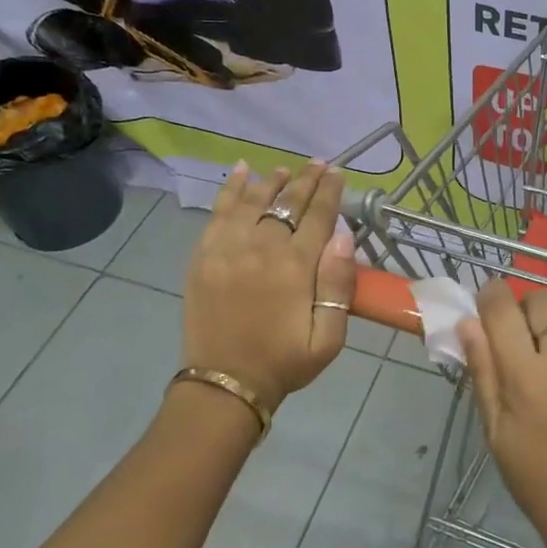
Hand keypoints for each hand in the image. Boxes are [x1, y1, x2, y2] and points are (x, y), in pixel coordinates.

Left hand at [182, 160, 355, 408]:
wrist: (225, 384)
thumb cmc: (284, 362)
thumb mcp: (329, 337)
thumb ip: (338, 285)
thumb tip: (343, 235)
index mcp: (295, 267)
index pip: (317, 216)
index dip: (330, 191)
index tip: (338, 172)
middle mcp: (261, 248)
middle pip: (286, 202)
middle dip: (305, 180)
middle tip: (317, 164)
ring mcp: (226, 249)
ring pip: (252, 201)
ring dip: (270, 181)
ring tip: (284, 170)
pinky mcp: (203, 256)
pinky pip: (218, 212)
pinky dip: (230, 189)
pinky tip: (240, 172)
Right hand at [458, 281, 546, 547]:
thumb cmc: (537, 479)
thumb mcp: (496, 432)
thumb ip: (483, 374)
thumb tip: (468, 323)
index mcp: (524, 378)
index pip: (502, 311)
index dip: (493, 295)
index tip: (493, 300)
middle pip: (546, 303)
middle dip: (532, 307)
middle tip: (534, 329)